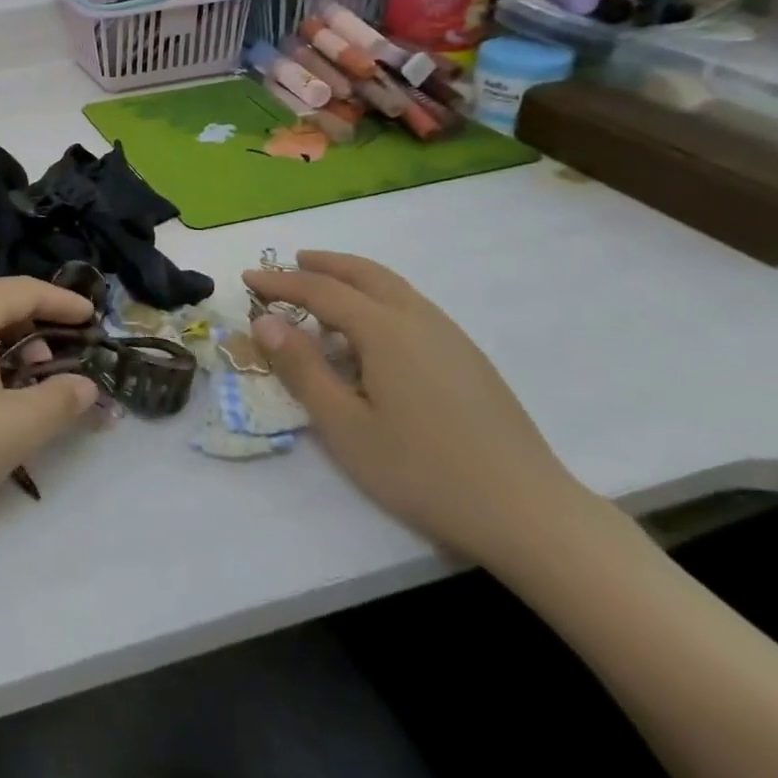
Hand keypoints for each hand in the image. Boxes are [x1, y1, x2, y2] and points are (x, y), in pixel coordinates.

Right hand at [245, 252, 596, 569]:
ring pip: (392, 288)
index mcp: (386, 330)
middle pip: (364, 273)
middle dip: (322, 264)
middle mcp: (419, 319)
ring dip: (352, 280)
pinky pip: (411, 308)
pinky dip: (377, 301)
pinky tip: (370, 336)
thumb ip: (302, 368)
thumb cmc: (423, 471)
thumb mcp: (346, 425)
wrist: (529, 512)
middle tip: (288, 265)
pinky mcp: (469, 358)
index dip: (281, 282)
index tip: (248, 278)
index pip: (321, 290)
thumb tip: (265, 321)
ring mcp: (450, 336)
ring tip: (322, 295)